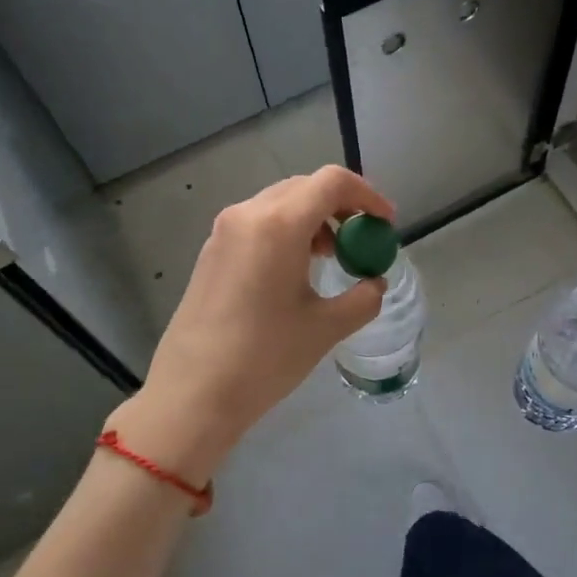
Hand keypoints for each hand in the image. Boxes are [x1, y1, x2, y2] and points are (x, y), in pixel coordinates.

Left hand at [107, 166, 395, 484]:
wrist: (192, 393)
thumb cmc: (264, 358)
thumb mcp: (325, 328)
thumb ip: (363, 298)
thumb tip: (375, 283)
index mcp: (279, 225)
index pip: (332, 182)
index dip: (366, 195)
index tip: (384, 224)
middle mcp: (248, 215)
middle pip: (305, 187)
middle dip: (340, 206)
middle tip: (361, 239)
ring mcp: (224, 231)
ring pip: (279, 202)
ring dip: (313, 218)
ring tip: (331, 257)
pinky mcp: (211, 251)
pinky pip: (258, 222)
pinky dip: (286, 231)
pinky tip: (294, 270)